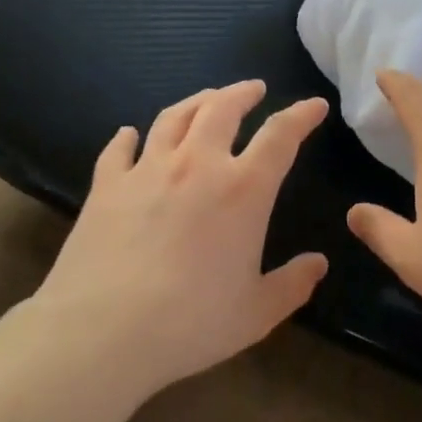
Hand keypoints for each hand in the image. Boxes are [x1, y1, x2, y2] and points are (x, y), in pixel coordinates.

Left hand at [24, 81, 329, 396]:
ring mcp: (147, 170)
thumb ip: (292, 284)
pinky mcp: (107, 186)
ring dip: (195, 102)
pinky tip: (129, 133)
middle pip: (222, 108)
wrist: (103, 332)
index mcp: (243, 189)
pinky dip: (127, 137)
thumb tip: (318, 264)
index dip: (302, 115)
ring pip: (173, 117)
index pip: (281, 136)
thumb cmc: (191, 323)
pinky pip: (119, 150)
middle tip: (254, 89)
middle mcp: (197, 165)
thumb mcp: (257, 312)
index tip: (315, 105)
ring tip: (206, 99)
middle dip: (243, 93)